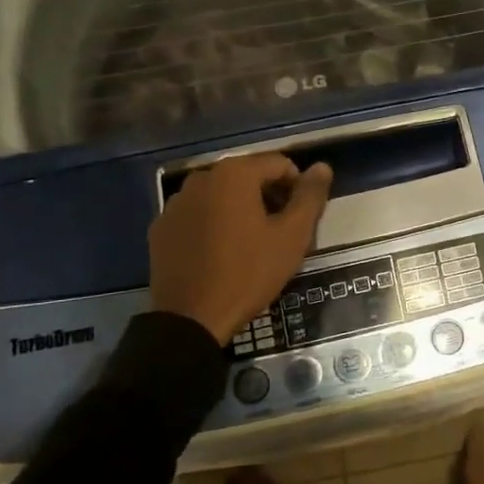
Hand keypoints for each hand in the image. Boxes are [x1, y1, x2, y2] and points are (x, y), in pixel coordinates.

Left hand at [149, 154, 333, 344]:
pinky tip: (220, 254)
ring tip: (250, 246)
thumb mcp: (292, 236)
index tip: (300, 221)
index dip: (297, 189)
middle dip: (269, 198)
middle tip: (279, 235)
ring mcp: (177, 202)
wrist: (191, 319)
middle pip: (249, 176)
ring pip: (222, 195)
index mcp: (235, 173)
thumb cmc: (248, 273)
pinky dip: (213, 224)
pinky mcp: (161, 227)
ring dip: (241, 210)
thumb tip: (322, 167)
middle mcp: (202, 177)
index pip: (280, 164)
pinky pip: (198, 214)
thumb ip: (310, 196)